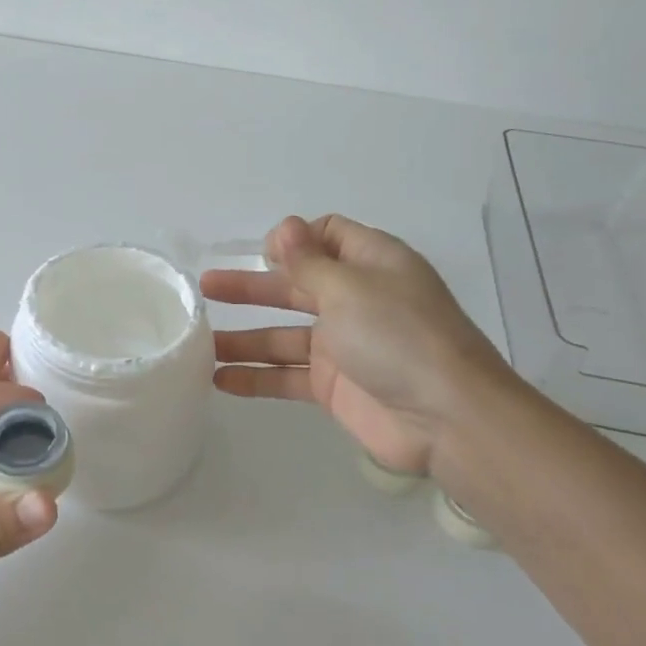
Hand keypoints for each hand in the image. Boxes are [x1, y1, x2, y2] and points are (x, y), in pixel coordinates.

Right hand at [201, 214, 509, 475]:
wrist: (447, 417)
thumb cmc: (398, 336)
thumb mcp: (350, 287)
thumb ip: (309, 261)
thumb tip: (285, 227)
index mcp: (370, 264)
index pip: (328, 236)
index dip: (294, 239)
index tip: (262, 253)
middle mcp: (356, 300)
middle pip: (294, 286)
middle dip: (250, 286)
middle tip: (205, 289)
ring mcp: (344, 346)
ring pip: (283, 335)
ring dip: (243, 337)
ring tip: (198, 342)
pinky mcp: (334, 386)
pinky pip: (286, 376)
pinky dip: (256, 377)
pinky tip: (219, 380)